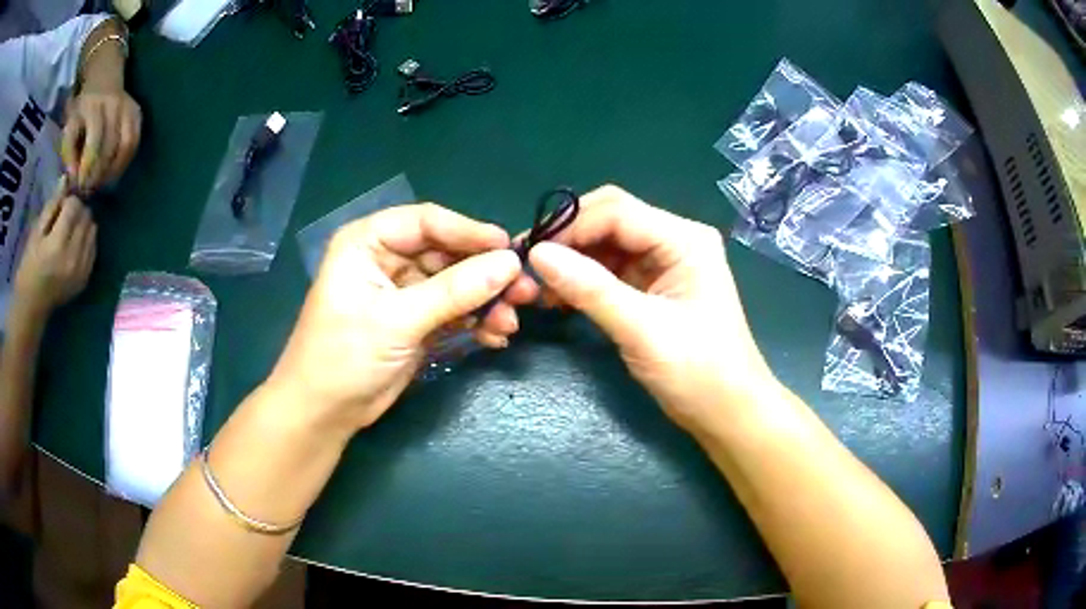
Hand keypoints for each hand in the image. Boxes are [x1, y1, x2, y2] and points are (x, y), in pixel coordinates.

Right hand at [13, 177, 96, 316]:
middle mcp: (73, 257)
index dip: (67, 201)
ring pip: (92, 229)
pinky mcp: (85, 279)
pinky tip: (73, 246)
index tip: (59, 209)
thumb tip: (66, 179)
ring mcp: (81, 270)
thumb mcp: (36, 232)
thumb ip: (52, 206)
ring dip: (83, 225)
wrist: (32, 306)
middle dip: (77, 211)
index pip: (75, 205)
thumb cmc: (29, 266)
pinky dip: (86, 241)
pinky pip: (93, 248)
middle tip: (63, 221)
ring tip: (68, 234)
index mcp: (58, 245)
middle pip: (86, 215)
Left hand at [61, 88, 141, 192]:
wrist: (102, 79)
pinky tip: (113, 173)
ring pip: (125, 145)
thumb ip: (69, 151)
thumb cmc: (82, 110)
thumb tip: (73, 177)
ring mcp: (128, 107)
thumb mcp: (69, 126)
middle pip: (110, 144)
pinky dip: (124, 162)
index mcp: (94, 106)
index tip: (79, 185)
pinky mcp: (137, 113)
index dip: (88, 165)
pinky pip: (133, 143)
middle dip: (99, 172)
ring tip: (101, 184)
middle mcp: (114, 103)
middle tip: (89, 189)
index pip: (95, 138)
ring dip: (113, 170)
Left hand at [267, 204, 535, 433]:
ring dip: (485, 301)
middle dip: (484, 273)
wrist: (325, 413)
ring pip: (456, 283)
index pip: (426, 221)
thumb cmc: (344, 356)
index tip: (510, 249)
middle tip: (524, 291)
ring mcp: (404, 291)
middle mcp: (387, 258)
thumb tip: (510, 264)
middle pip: (447, 253)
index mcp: (369, 242)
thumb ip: (454, 291)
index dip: (469, 232)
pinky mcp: (416, 320)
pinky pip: (454, 310)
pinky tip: (495, 336)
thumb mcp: (398, 320)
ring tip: (510, 322)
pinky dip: (475, 321)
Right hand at [521, 185, 776, 431]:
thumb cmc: (698, 372)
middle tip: (528, 267)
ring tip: (539, 288)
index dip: (570, 226)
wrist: (728, 412)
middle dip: (569, 240)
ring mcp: (666, 263)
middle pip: (610, 220)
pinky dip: (585, 280)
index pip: (616, 211)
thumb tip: (536, 254)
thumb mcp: (642, 330)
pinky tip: (560, 297)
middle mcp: (675, 240)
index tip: (528, 253)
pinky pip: (612, 270)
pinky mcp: (655, 286)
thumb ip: (590, 289)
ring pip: (607, 245)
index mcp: (684, 239)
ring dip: (573, 261)